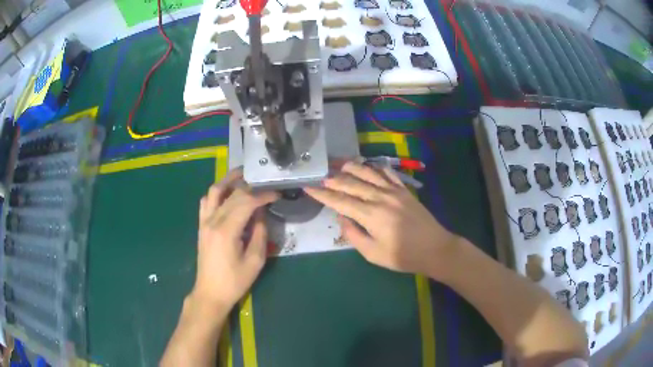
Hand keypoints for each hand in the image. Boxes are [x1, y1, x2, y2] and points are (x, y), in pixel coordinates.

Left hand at [192, 169, 278, 308]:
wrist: (210, 293)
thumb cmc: (234, 281)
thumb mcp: (255, 261)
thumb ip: (259, 234)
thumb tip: (262, 214)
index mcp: (226, 230)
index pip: (246, 202)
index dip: (263, 195)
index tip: (276, 194)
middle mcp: (212, 220)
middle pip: (232, 194)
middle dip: (251, 186)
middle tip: (265, 185)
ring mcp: (204, 222)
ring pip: (214, 191)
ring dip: (229, 181)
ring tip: (244, 176)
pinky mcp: (201, 226)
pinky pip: (206, 201)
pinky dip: (216, 193)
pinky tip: (227, 194)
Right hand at [304, 162, 457, 278]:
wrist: (435, 249)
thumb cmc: (403, 256)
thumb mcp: (373, 253)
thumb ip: (353, 235)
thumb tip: (341, 217)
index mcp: (370, 215)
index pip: (340, 201)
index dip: (322, 195)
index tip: (308, 188)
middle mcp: (380, 197)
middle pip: (351, 183)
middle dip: (333, 179)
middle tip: (320, 176)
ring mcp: (394, 191)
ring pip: (368, 173)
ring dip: (351, 167)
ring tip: (338, 164)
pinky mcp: (404, 190)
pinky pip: (387, 173)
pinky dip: (375, 167)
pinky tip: (368, 166)